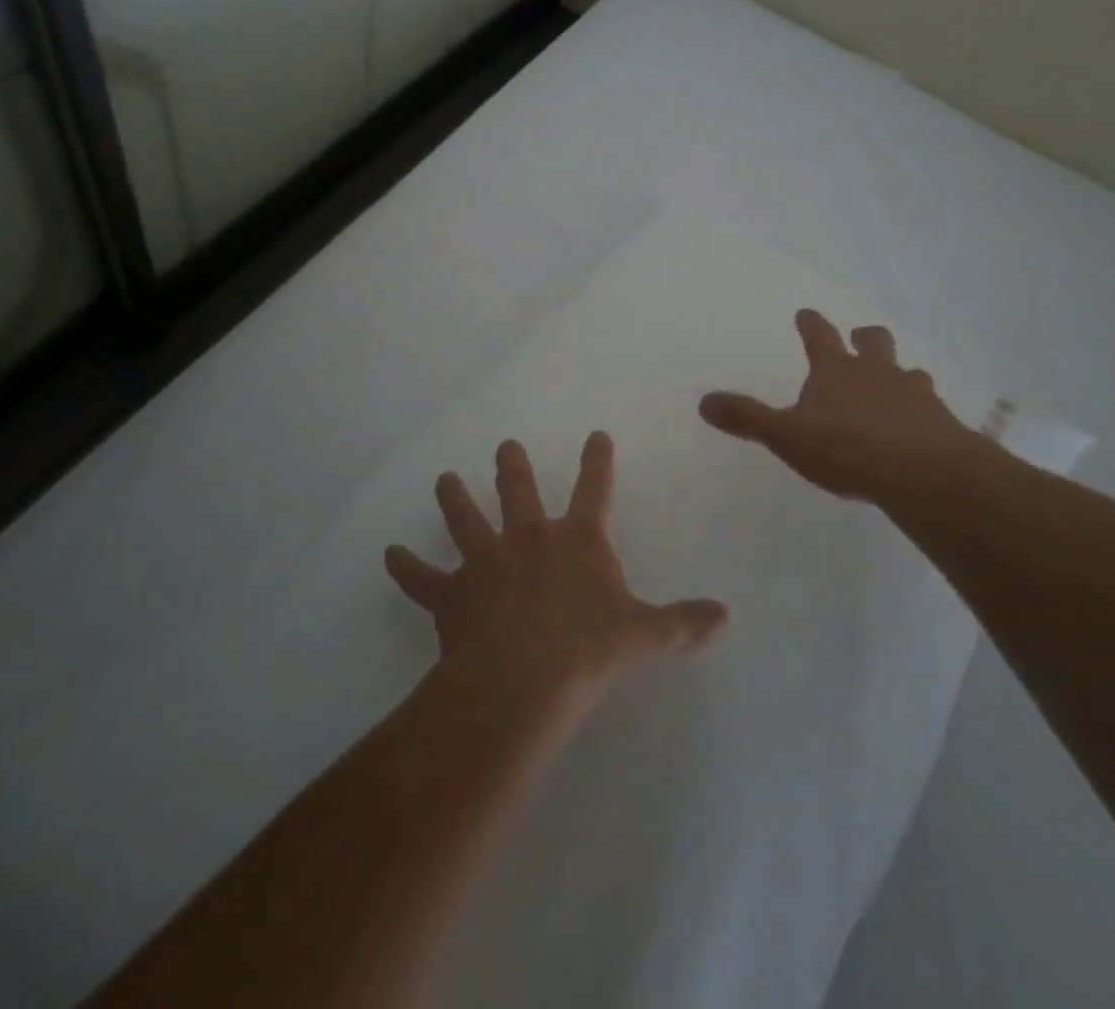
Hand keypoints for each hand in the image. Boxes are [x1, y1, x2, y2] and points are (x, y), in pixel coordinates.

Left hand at [384, 433, 728, 707]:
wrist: (524, 678)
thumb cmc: (588, 649)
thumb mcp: (643, 636)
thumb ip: (682, 623)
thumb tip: (726, 617)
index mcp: (576, 541)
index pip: (593, 489)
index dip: (597, 461)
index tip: (596, 435)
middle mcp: (528, 538)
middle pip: (518, 490)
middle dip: (513, 467)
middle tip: (505, 446)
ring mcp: (485, 562)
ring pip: (465, 520)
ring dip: (454, 498)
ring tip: (444, 479)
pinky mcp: (451, 594)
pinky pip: (421, 578)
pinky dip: (405, 568)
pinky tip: (387, 555)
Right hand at [699, 309, 993, 507]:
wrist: (923, 472)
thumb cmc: (847, 449)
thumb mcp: (787, 436)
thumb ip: (747, 419)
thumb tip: (704, 401)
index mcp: (836, 371)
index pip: (819, 336)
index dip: (811, 323)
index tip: (806, 313)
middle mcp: (877, 372)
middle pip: (874, 341)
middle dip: (864, 337)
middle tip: (859, 338)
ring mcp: (913, 393)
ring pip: (909, 371)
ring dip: (899, 374)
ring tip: (897, 386)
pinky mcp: (941, 420)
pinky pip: (932, 406)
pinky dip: (923, 411)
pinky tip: (921, 428)